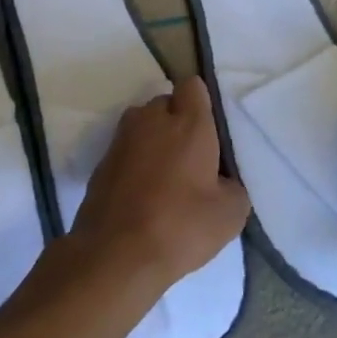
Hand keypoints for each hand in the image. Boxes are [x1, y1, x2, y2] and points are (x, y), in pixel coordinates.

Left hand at [70, 76, 250, 294]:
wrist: (116, 251)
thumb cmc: (180, 225)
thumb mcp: (230, 214)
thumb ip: (234, 185)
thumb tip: (223, 180)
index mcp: (188, 122)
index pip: (193, 86)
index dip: (202, 104)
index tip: (210, 132)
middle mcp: (151, 118)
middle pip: (166, 104)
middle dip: (178, 122)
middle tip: (192, 159)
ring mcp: (122, 137)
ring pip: (143, 124)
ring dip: (155, 140)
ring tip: (167, 177)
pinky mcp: (103, 159)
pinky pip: (126, 149)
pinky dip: (136, 161)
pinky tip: (144, 193)